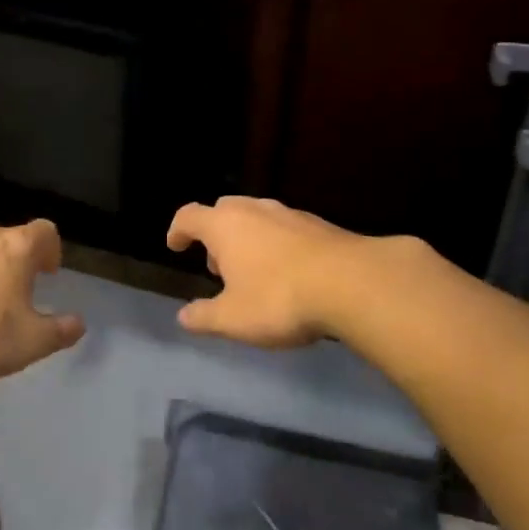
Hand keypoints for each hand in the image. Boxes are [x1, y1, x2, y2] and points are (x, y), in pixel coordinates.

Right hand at [166, 196, 371, 345]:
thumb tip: (184, 317)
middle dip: (215, 234)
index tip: (176, 246)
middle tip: (217, 265)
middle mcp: (254, 210)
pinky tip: (288, 272)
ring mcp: (289, 214)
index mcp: (224, 225)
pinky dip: (276, 244)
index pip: (189, 216)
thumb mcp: (233, 319)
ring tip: (253, 271)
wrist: (352, 284)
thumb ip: (204, 317)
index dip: (178, 231)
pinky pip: (285, 228)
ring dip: (247, 238)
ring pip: (257, 217)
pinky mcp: (319, 225)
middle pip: (223, 210)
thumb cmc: (279, 298)